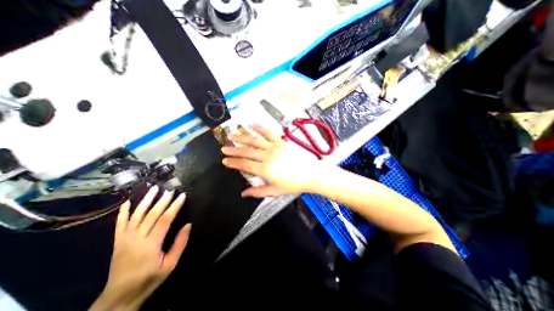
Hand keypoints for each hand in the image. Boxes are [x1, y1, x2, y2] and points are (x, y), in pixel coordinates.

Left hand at [91, 186, 192, 308]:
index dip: (174, 206)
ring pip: (136, 215)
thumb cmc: (150, 278)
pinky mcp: (117, 241)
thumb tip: (188, 225)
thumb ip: (180, 244)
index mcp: (151, 244)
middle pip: (151, 214)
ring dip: (146, 200)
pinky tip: (127, 202)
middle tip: (171, 189)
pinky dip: (123, 212)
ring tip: (153, 189)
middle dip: (162, 200)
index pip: (164, 219)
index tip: (182, 196)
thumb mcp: (170, 265)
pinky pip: (119, 224)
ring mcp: (125, 239)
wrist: (119, 296)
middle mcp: (136, 238)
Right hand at [222, 123, 322, 195]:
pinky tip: (252, 124)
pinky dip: (260, 127)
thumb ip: (258, 191)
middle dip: (233, 150)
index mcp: (265, 169)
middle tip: (224, 148)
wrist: (310, 174)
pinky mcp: (281, 141)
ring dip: (242, 137)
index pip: (244, 165)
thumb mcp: (275, 191)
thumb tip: (243, 193)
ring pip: (255, 140)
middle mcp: (267, 156)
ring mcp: (275, 147)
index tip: (224, 160)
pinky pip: (269, 132)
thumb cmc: (293, 184)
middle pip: (247, 152)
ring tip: (232, 135)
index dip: (233, 163)